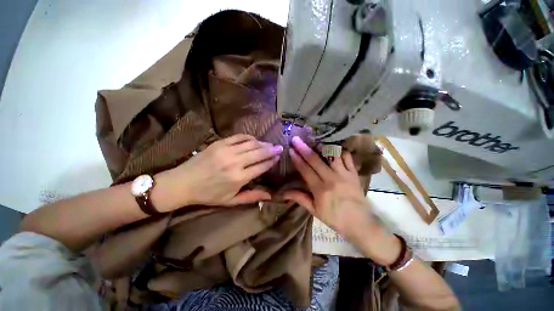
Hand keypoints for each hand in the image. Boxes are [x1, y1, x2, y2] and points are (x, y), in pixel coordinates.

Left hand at [162, 134, 282, 206]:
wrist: (183, 183)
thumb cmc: (208, 194)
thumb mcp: (231, 201)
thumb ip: (252, 197)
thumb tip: (270, 195)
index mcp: (238, 178)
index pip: (262, 166)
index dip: (272, 161)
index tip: (278, 157)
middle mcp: (235, 162)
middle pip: (259, 153)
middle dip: (272, 150)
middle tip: (280, 147)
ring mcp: (227, 151)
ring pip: (251, 143)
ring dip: (262, 143)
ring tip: (269, 144)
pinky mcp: (219, 143)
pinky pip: (239, 137)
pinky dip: (249, 137)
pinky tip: (254, 140)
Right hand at [283, 136, 399, 263]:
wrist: (360, 223)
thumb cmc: (335, 218)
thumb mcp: (314, 210)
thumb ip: (300, 198)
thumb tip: (283, 192)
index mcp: (320, 189)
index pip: (305, 170)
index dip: (297, 159)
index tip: (291, 149)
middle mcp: (331, 178)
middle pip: (315, 160)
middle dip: (304, 148)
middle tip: (296, 139)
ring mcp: (344, 174)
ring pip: (331, 155)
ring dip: (321, 146)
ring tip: (314, 139)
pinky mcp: (353, 173)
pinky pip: (347, 157)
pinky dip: (340, 150)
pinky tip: (333, 148)